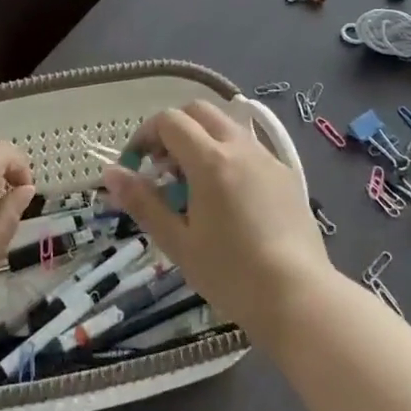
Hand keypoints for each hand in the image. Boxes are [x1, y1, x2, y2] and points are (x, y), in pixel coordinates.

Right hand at [100, 100, 329, 339]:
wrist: (300, 299)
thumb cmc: (231, 274)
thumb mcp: (178, 242)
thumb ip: (143, 202)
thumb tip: (110, 173)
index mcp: (210, 160)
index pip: (169, 121)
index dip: (145, 135)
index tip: (136, 166)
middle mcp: (240, 147)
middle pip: (198, 111)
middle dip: (173, 129)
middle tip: (163, 168)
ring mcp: (267, 158)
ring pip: (226, 126)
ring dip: (201, 139)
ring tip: (193, 185)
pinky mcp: (286, 174)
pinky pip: (249, 147)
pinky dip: (227, 154)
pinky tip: (227, 197)